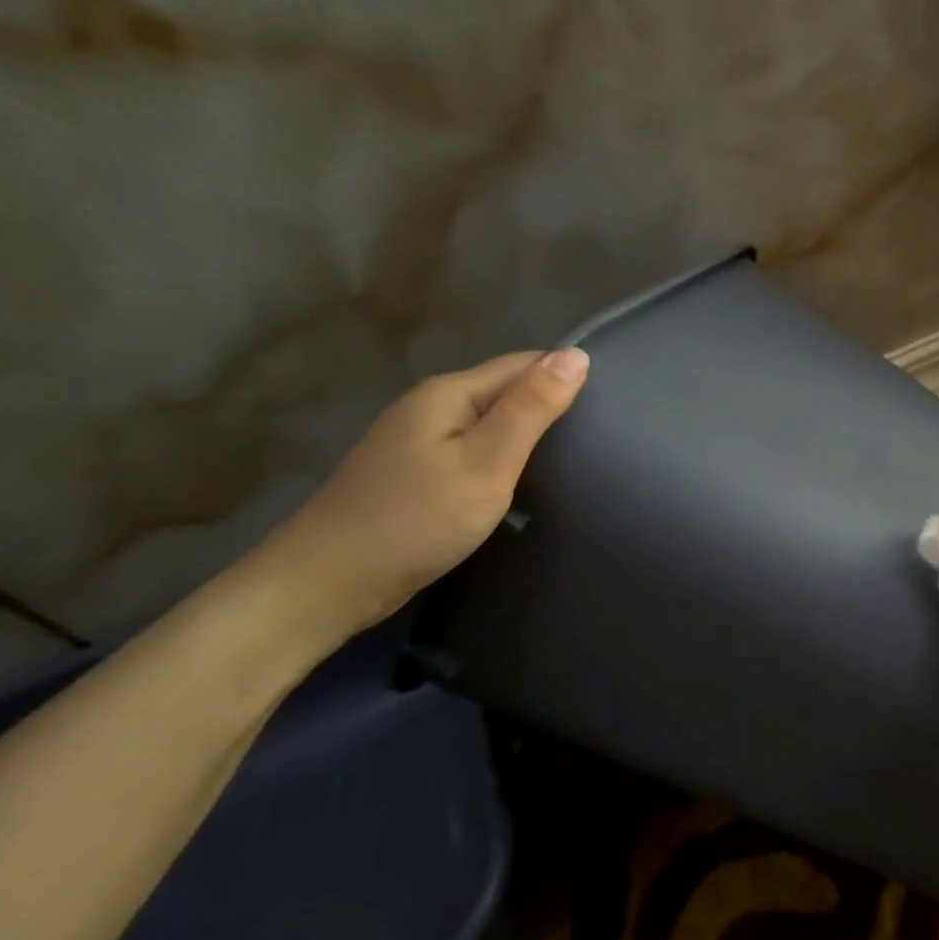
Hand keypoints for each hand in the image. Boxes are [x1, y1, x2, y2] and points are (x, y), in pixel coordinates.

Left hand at [250, 348, 589, 649]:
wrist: (327, 585)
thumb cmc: (416, 520)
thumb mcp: (487, 462)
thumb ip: (531, 409)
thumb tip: (575, 355)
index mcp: (449, 394)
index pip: (524, 364)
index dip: (566, 377)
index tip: (611, 405)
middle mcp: (430, 407)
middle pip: (505, 391)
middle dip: (550, 406)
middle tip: (601, 438)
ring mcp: (418, 442)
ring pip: (490, 423)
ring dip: (528, 435)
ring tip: (575, 459)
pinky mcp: (415, 475)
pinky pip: (473, 451)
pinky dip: (503, 460)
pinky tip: (522, 483)